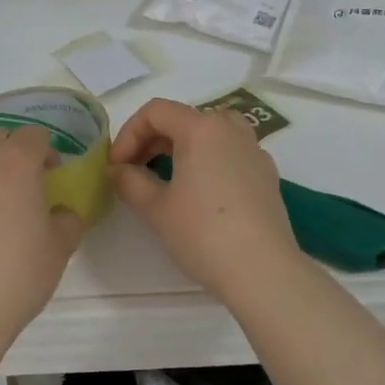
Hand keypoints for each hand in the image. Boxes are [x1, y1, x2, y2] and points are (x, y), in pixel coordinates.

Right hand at [110, 98, 301, 301]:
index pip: (155, 111)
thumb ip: (130, 181)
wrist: (263, 273)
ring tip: (166, 175)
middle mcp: (231, 131)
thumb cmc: (203, 234)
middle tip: (134, 171)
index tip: (117, 166)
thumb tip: (118, 171)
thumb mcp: (155, 208)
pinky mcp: (267, 176)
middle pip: (184, 118)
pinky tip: (199, 194)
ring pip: (211, 133)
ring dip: (182, 146)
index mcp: (202, 129)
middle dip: (152, 140)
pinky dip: (207, 160)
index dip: (128, 134)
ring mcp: (254, 152)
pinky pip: (230, 153)